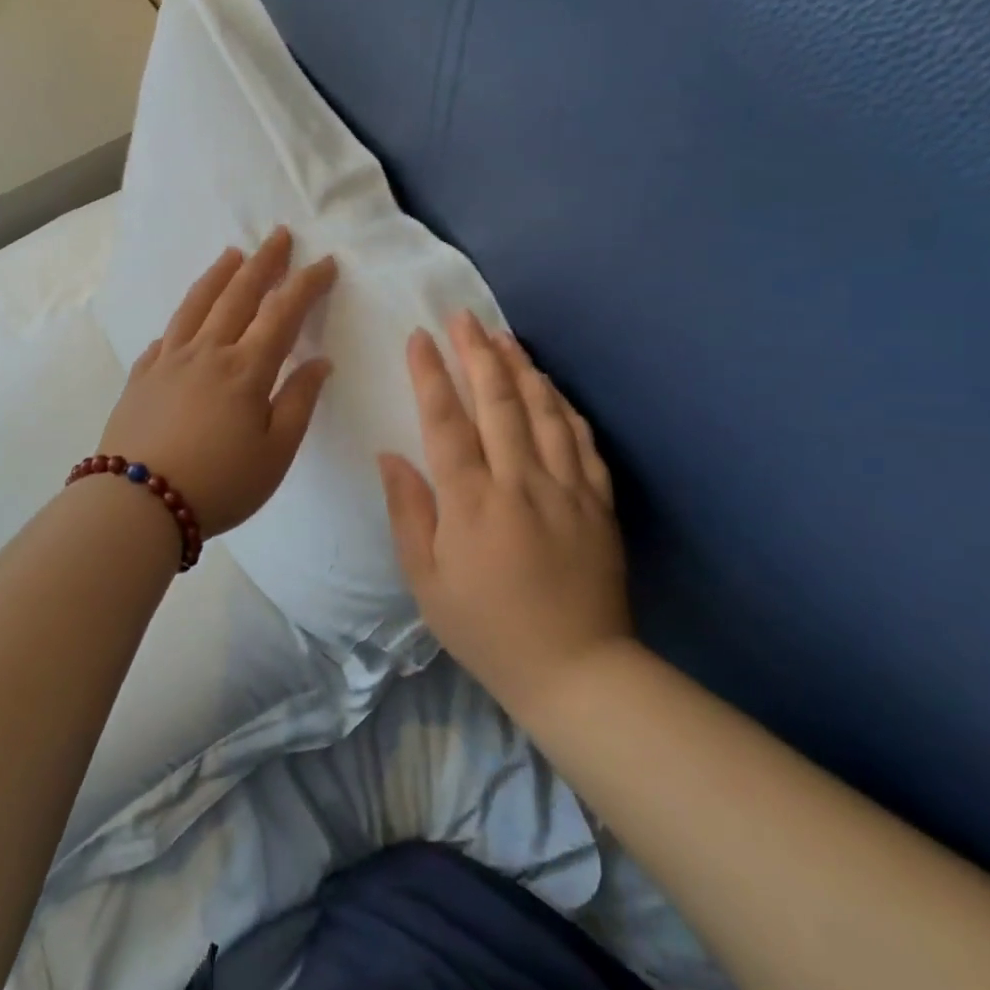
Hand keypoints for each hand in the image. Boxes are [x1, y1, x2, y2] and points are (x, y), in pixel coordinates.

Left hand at [97, 227, 336, 536]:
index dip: (307, 285)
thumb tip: (320, 361)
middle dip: (264, 262)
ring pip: (198, 304)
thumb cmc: (220, 483)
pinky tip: (186, 317)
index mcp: (246, 369)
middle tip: (279, 235)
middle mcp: (208, 351)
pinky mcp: (142, 375)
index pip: (283, 313)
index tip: (325, 263)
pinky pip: (166, 334)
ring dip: (219, 275)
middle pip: (239, 294)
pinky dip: (182, 317)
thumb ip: (299, 402)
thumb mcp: (275, 454)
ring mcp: (169, 359)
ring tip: (233, 254)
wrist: (138, 503)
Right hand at [378, 309, 630, 716]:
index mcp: (472, 503)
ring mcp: (567, 489)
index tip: (419, 337)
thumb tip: (390, 455)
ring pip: (543, 411)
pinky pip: (582, 441)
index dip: (431, 375)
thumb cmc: (487, 628)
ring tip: (503, 336)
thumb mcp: (426, 581)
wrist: (577, 672)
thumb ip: (407, 512)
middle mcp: (520, 483)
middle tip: (464, 317)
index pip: (447, 422)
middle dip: (477, 353)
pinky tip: (550, 387)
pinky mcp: (598, 502)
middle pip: (498, 402)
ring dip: (521, 368)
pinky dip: (563, 406)